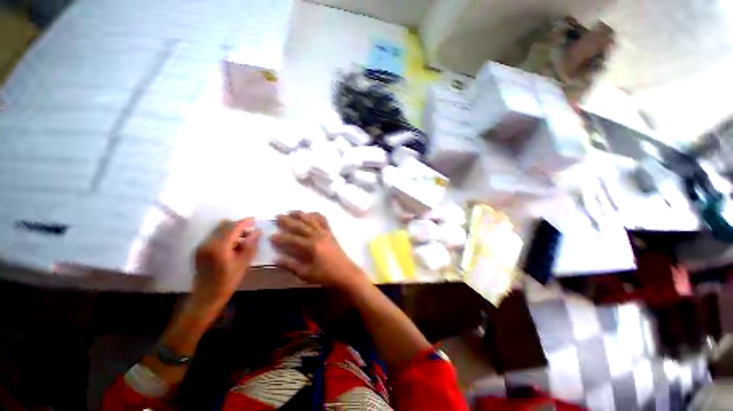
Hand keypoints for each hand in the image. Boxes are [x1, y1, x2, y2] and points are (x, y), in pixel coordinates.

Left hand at [192, 218, 260, 312]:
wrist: (206, 297)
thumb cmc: (227, 282)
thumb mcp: (243, 264)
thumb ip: (250, 245)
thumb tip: (258, 231)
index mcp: (219, 247)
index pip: (233, 227)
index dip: (245, 222)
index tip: (255, 220)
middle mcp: (208, 243)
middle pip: (225, 226)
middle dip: (239, 225)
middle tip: (251, 231)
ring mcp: (202, 246)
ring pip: (218, 230)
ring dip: (232, 230)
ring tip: (243, 238)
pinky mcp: (200, 250)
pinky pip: (214, 236)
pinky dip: (225, 235)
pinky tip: (233, 245)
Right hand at [271, 211, 365, 288]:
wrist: (346, 273)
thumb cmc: (326, 275)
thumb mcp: (306, 273)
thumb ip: (291, 265)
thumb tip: (276, 258)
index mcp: (311, 246)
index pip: (292, 239)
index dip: (281, 237)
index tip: (271, 235)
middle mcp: (318, 235)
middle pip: (301, 225)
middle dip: (288, 220)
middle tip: (277, 216)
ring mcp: (325, 233)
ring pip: (312, 220)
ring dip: (301, 214)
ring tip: (291, 211)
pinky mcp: (331, 233)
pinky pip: (323, 221)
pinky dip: (316, 215)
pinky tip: (311, 214)